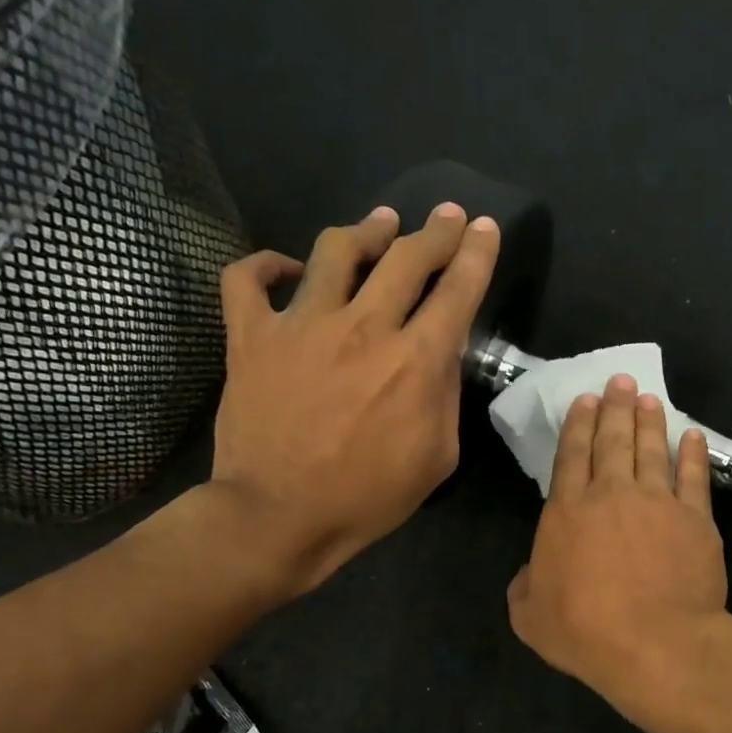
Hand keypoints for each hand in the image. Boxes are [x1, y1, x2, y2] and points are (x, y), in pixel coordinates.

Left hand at [202, 201, 497, 595]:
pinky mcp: (251, 336)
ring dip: (367, 230)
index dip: (476, 253)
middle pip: (405, 257)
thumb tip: (439, 358)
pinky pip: (248, 279)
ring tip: (380, 223)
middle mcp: (363, 327)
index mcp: (415, 360)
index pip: (457, 290)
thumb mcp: (438, 457)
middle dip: (434, 232)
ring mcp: (301, 325)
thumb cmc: (368, 497)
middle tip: (445, 215)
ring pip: (336, 250)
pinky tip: (287, 268)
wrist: (280, 516)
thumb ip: (445, 397)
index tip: (483, 228)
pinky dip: (267, 265)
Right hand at [508, 374, 731, 713]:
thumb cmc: (584, 630)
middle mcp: (612, 495)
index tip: (585, 399)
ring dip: (650, 421)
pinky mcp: (696, 520)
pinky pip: (695, 477)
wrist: (654, 642)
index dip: (577, 424)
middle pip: (613, 441)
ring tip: (649, 398)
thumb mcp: (530, 616)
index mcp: (568, 511)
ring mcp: (658, 503)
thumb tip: (528, 573)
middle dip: (614, 408)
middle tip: (620, 381)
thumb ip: (524, 587)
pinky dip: (694, 454)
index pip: (571, 455)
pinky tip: (692, 436)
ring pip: (652, 450)